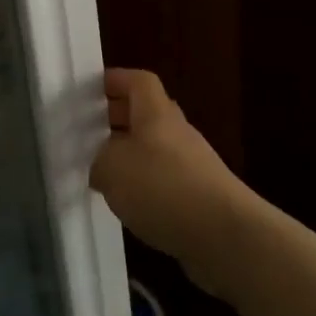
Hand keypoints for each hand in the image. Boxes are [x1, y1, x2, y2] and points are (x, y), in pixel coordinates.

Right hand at [91, 68, 252, 294]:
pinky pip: (166, 178)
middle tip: (90, 132)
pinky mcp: (201, 196)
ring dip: (131, 155)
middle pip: (147, 114)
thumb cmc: (162, 188)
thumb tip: (103, 167)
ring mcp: (193, 164)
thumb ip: (100, 162)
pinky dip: (147, 185)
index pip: (139, 81)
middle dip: (119, 119)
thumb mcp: (112, 170)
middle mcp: (177, 132)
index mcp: (156, 113)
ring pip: (156, 148)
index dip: (116, 80)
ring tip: (104, 174)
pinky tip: (131, 205)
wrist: (225, 235)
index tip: (92, 89)